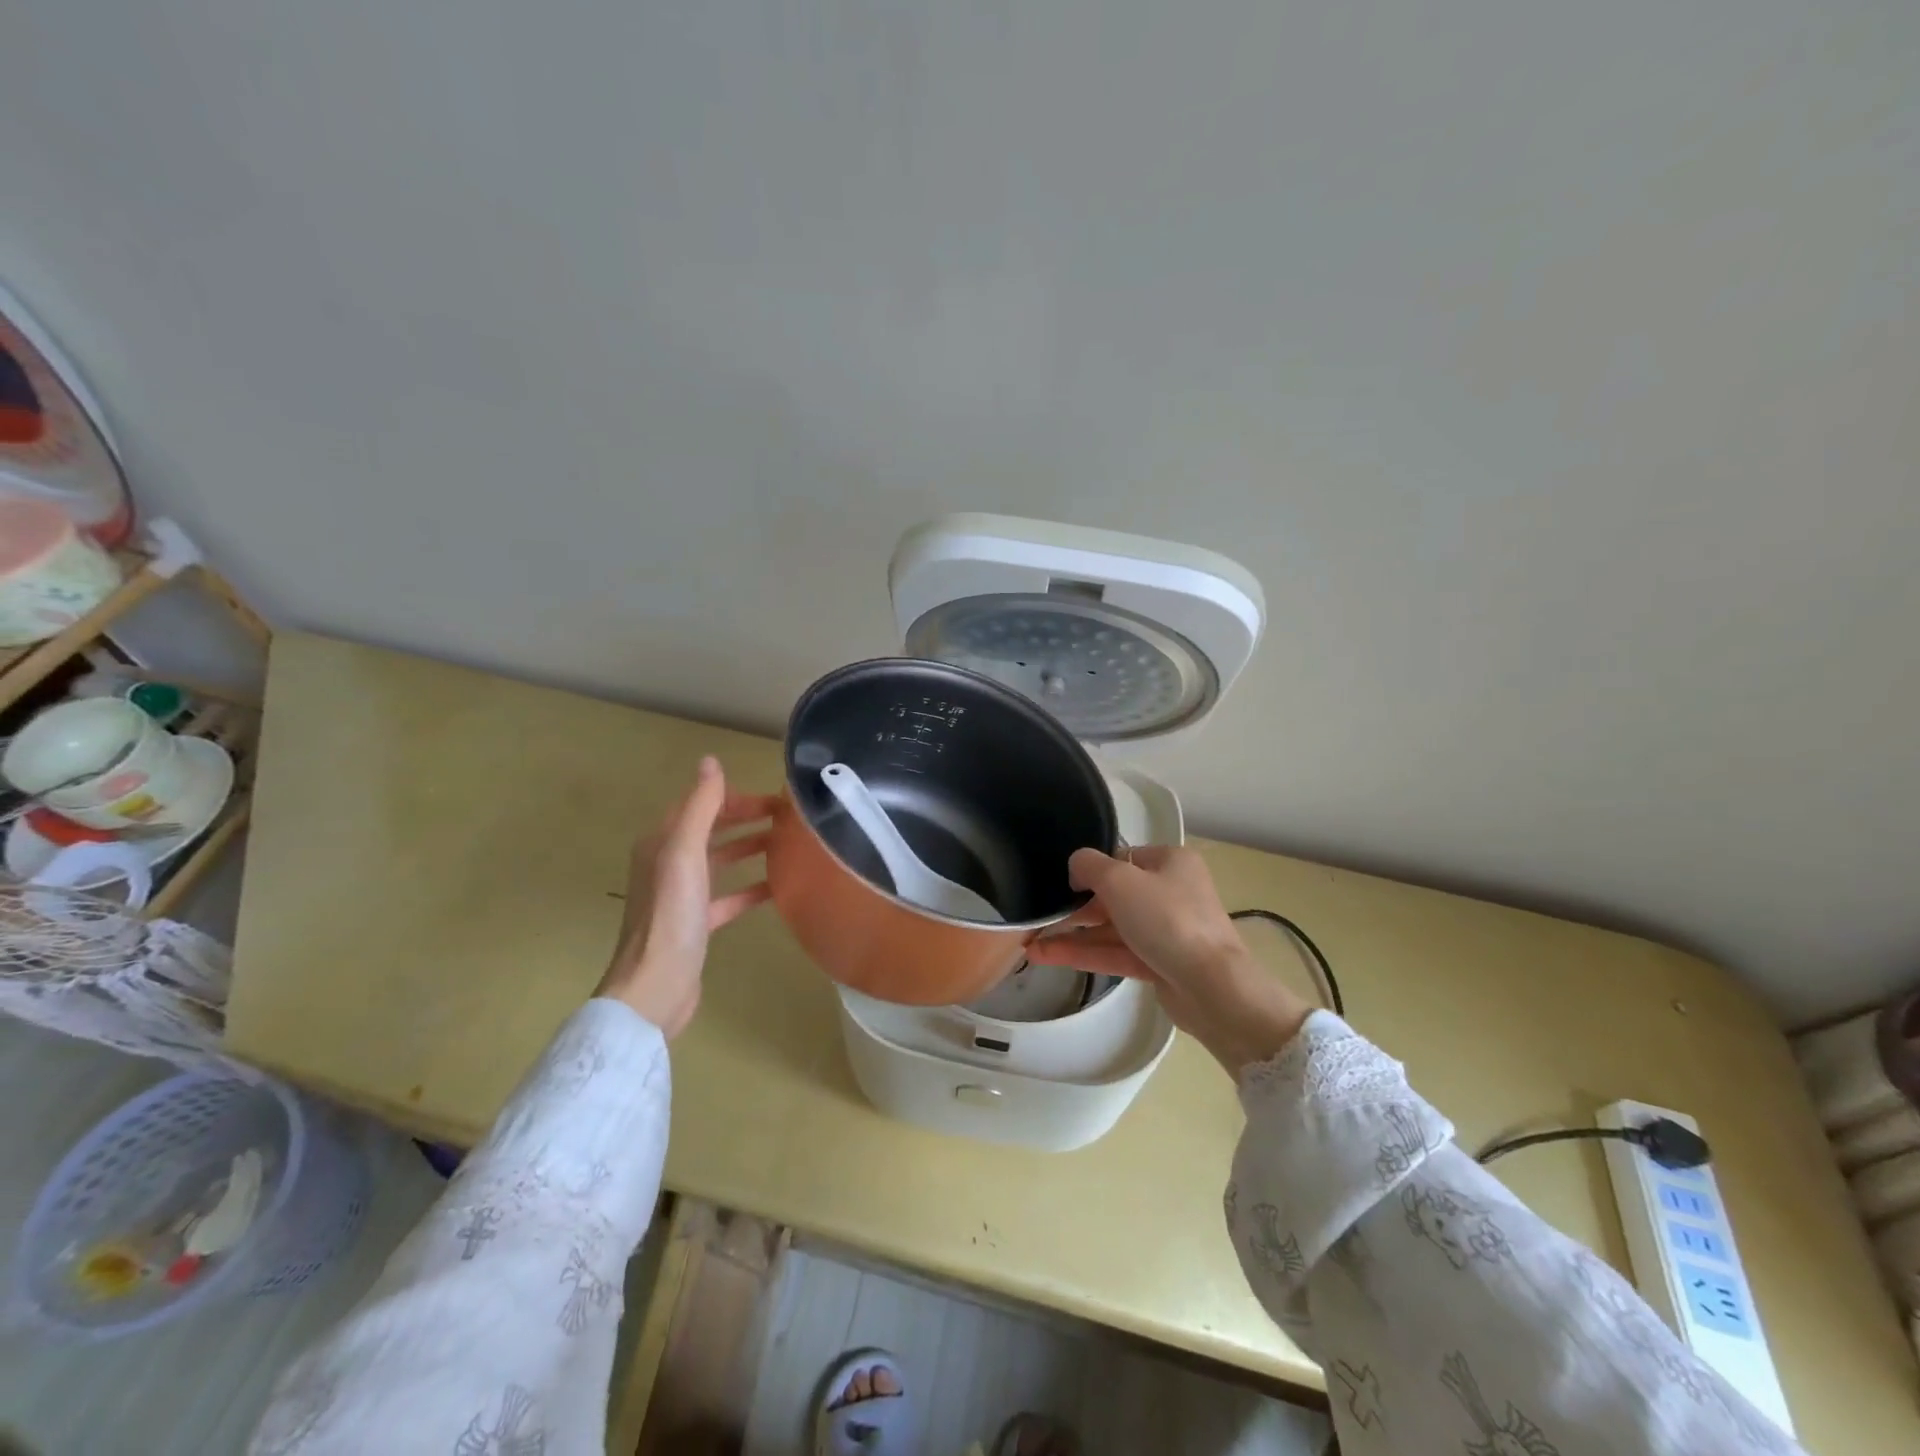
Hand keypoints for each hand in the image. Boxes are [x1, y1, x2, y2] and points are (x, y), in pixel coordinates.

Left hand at [594, 756, 777, 1038]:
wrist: (655, 987)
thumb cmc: (670, 917)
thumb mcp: (684, 854)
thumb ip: (700, 807)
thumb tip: (710, 761)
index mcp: (662, 842)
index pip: (701, 804)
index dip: (735, 796)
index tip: (776, 798)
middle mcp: (669, 864)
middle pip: (712, 829)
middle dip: (747, 818)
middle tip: (790, 818)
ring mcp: (683, 895)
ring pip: (722, 860)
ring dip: (751, 847)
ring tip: (789, 843)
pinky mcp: (697, 924)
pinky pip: (729, 895)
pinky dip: (751, 886)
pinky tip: (778, 886)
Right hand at [1027, 846, 1312, 1076]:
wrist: (1212, 988)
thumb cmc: (1167, 920)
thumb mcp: (1120, 881)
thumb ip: (1089, 866)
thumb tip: (1075, 866)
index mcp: (1170, 862)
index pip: (1121, 858)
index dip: (1089, 869)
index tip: (1059, 882)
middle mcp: (1170, 892)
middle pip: (1112, 894)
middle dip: (1074, 907)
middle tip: (1037, 916)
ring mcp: (1165, 931)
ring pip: (1110, 928)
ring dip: (1072, 934)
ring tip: (1030, 943)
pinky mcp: (1158, 964)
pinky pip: (1115, 953)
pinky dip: (1084, 953)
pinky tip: (1046, 956)